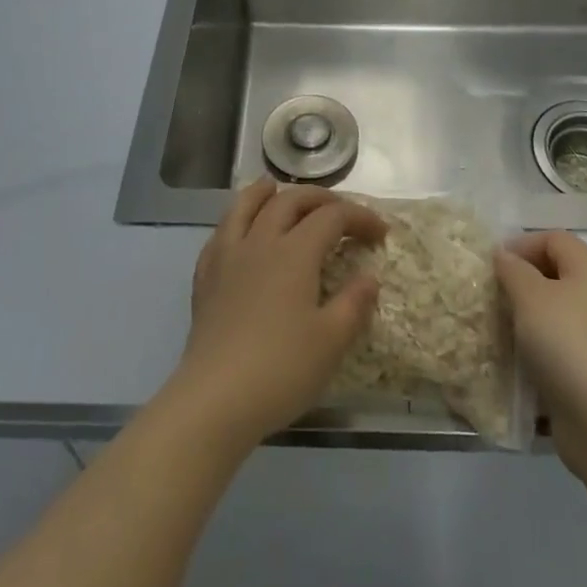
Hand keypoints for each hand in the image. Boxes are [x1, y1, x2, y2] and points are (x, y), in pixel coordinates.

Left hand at [164, 178, 386, 453]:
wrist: (215, 399)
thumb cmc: (281, 370)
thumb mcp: (331, 342)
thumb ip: (354, 304)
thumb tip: (368, 277)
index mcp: (295, 252)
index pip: (332, 217)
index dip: (359, 217)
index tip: (380, 233)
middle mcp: (261, 242)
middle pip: (290, 201)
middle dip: (320, 198)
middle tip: (340, 210)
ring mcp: (228, 256)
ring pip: (246, 206)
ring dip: (266, 192)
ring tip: (275, 187)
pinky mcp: (206, 277)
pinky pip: (221, 233)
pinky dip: (236, 220)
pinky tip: (240, 231)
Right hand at [495, 231, 586, 480]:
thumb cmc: (568, 344)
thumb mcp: (531, 297)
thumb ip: (513, 270)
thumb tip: (504, 256)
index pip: (554, 239)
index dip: (522, 244)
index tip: (493, 264)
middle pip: (556, 275)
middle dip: (521, 282)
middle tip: (491, 295)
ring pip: (556, 315)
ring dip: (526, 319)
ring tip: (497, 329)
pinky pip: (559, 350)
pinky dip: (537, 352)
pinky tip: (514, 363)